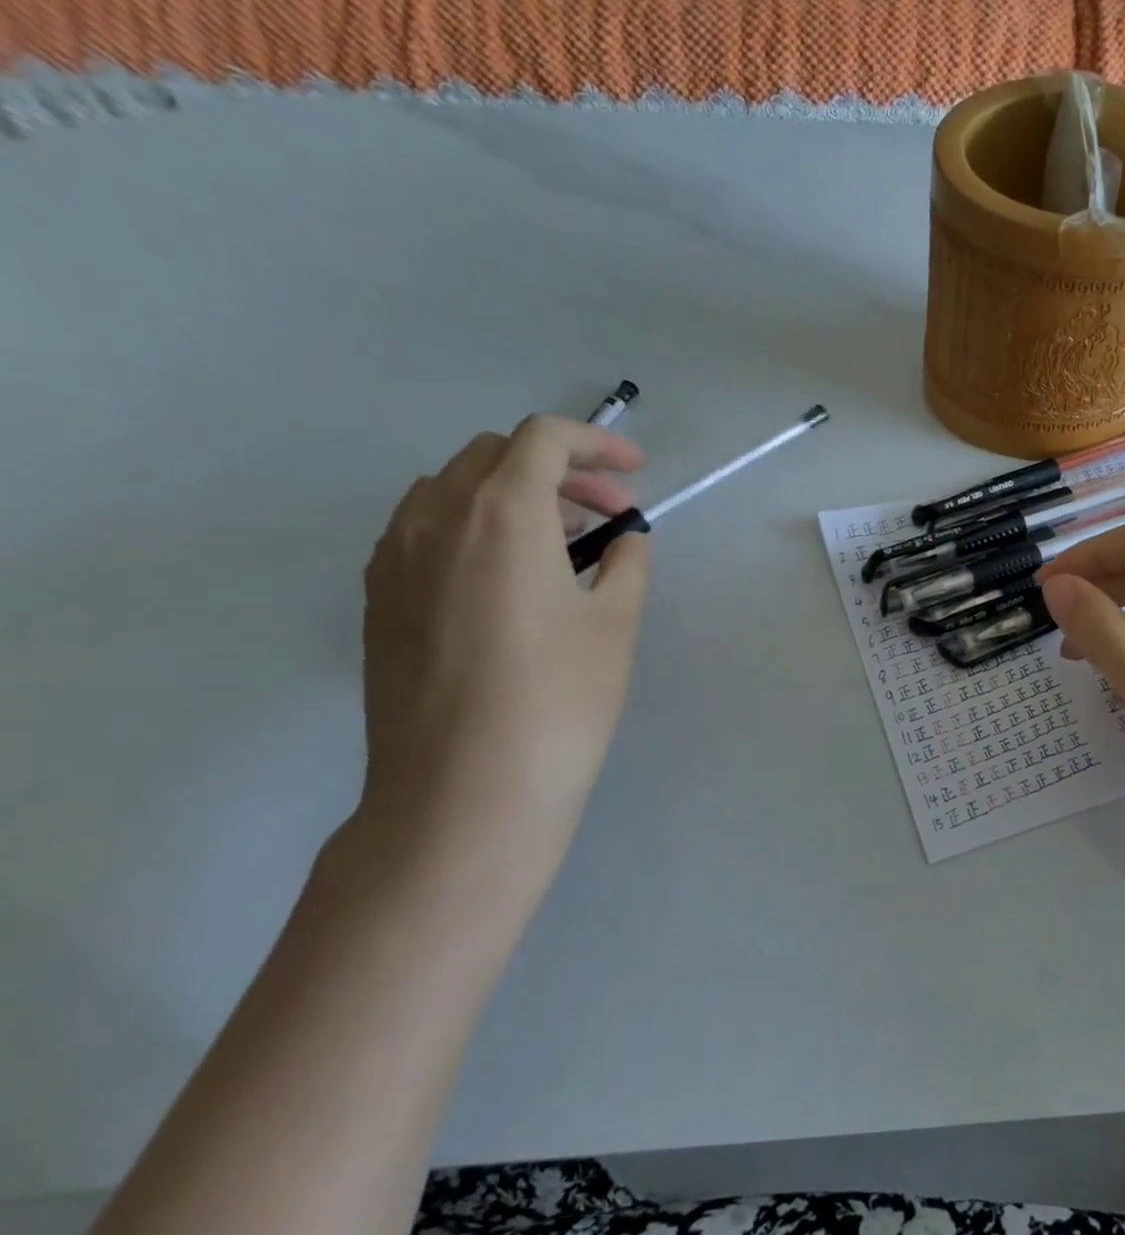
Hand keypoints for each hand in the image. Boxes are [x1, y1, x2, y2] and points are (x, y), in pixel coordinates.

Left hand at [354, 416, 649, 888]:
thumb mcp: (615, 625)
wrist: (463, 795)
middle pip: (495, 455)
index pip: (542, 439)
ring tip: (563, 544)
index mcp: (501, 515)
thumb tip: (624, 539)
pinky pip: (425, 529)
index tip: (635, 472)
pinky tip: (509, 578)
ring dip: (514, 495)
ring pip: (454, 489)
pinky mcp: (379, 599)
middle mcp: (435, 519)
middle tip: (608, 514)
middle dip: (560, 469)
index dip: (595, 442)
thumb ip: (627, 563)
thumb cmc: (557, 702)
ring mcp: (394, 559)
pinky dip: (474, 526)